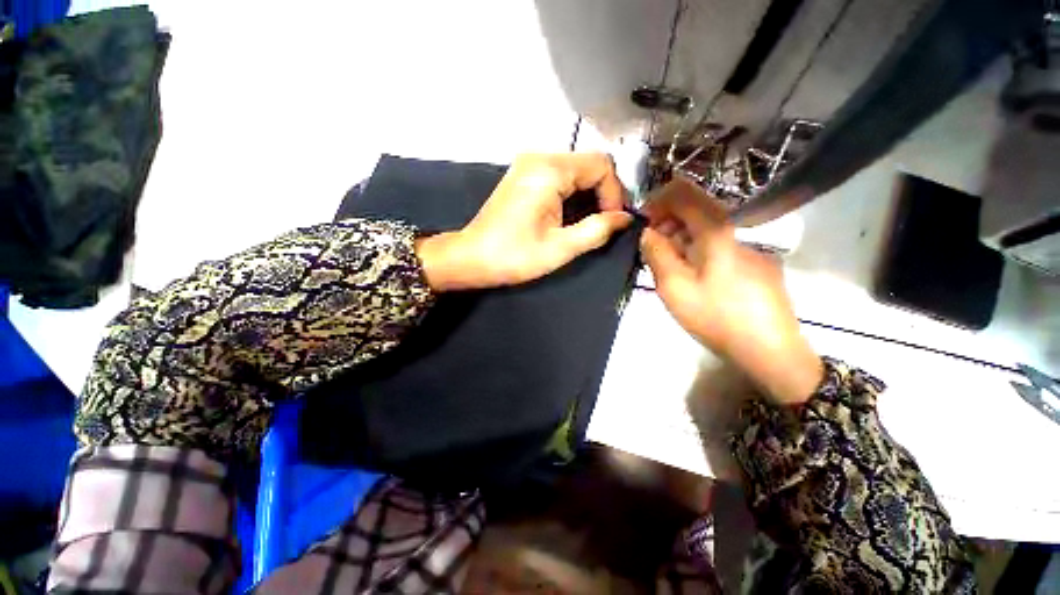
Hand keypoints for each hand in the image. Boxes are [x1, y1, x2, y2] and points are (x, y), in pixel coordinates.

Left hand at [416, 153, 632, 290]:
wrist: (471, 258)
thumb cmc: (514, 256)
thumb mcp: (560, 248)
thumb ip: (597, 230)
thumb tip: (624, 219)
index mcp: (550, 171)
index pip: (601, 165)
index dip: (614, 193)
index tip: (612, 222)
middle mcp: (539, 158)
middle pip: (588, 165)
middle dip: (602, 194)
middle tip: (603, 225)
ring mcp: (528, 165)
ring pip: (575, 171)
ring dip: (587, 196)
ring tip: (586, 224)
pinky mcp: (523, 176)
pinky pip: (559, 177)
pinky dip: (571, 195)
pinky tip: (568, 217)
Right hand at [640, 177, 822, 404]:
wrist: (770, 351)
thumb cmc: (716, 317)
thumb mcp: (673, 287)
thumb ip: (656, 253)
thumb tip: (647, 232)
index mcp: (716, 230)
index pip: (683, 191)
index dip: (657, 201)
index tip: (643, 224)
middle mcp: (736, 230)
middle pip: (695, 208)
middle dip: (666, 223)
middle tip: (651, 251)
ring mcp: (750, 247)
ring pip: (707, 228)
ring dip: (680, 239)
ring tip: (668, 267)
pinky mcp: (756, 263)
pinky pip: (719, 245)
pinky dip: (697, 251)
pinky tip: (694, 278)